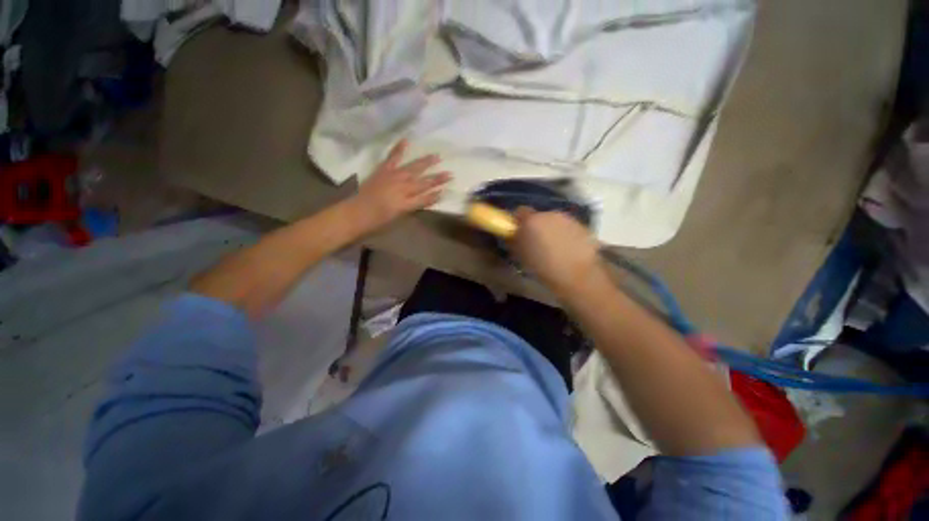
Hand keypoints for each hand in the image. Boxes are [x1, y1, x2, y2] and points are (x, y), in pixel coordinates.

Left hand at [351, 140, 450, 229]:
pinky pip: (392, 158)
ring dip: (425, 163)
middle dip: (437, 178)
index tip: (447, 190)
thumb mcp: (399, 217)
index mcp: (406, 203)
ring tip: (436, 156)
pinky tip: (406, 140)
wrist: (356, 213)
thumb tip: (426, 198)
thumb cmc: (378, 220)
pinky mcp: (383, 170)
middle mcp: (402, 188)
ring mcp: (392, 177)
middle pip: (423, 182)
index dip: (436, 194)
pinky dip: (399, 149)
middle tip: (450, 174)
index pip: (426, 197)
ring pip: (412, 169)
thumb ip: (413, 206)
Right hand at [511, 208, 604, 295]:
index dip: (518, 221)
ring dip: (552, 230)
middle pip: (539, 216)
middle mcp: (550, 214)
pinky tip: (567, 251)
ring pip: (555, 222)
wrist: (576, 275)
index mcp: (531, 220)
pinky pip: (569, 228)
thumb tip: (513, 235)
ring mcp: (568, 219)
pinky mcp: (583, 227)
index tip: (518, 232)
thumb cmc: (542, 267)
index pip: (519, 211)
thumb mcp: (520, 256)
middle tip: (536, 242)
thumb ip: (515, 241)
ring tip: (553, 248)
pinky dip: (566, 236)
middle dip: (536, 226)